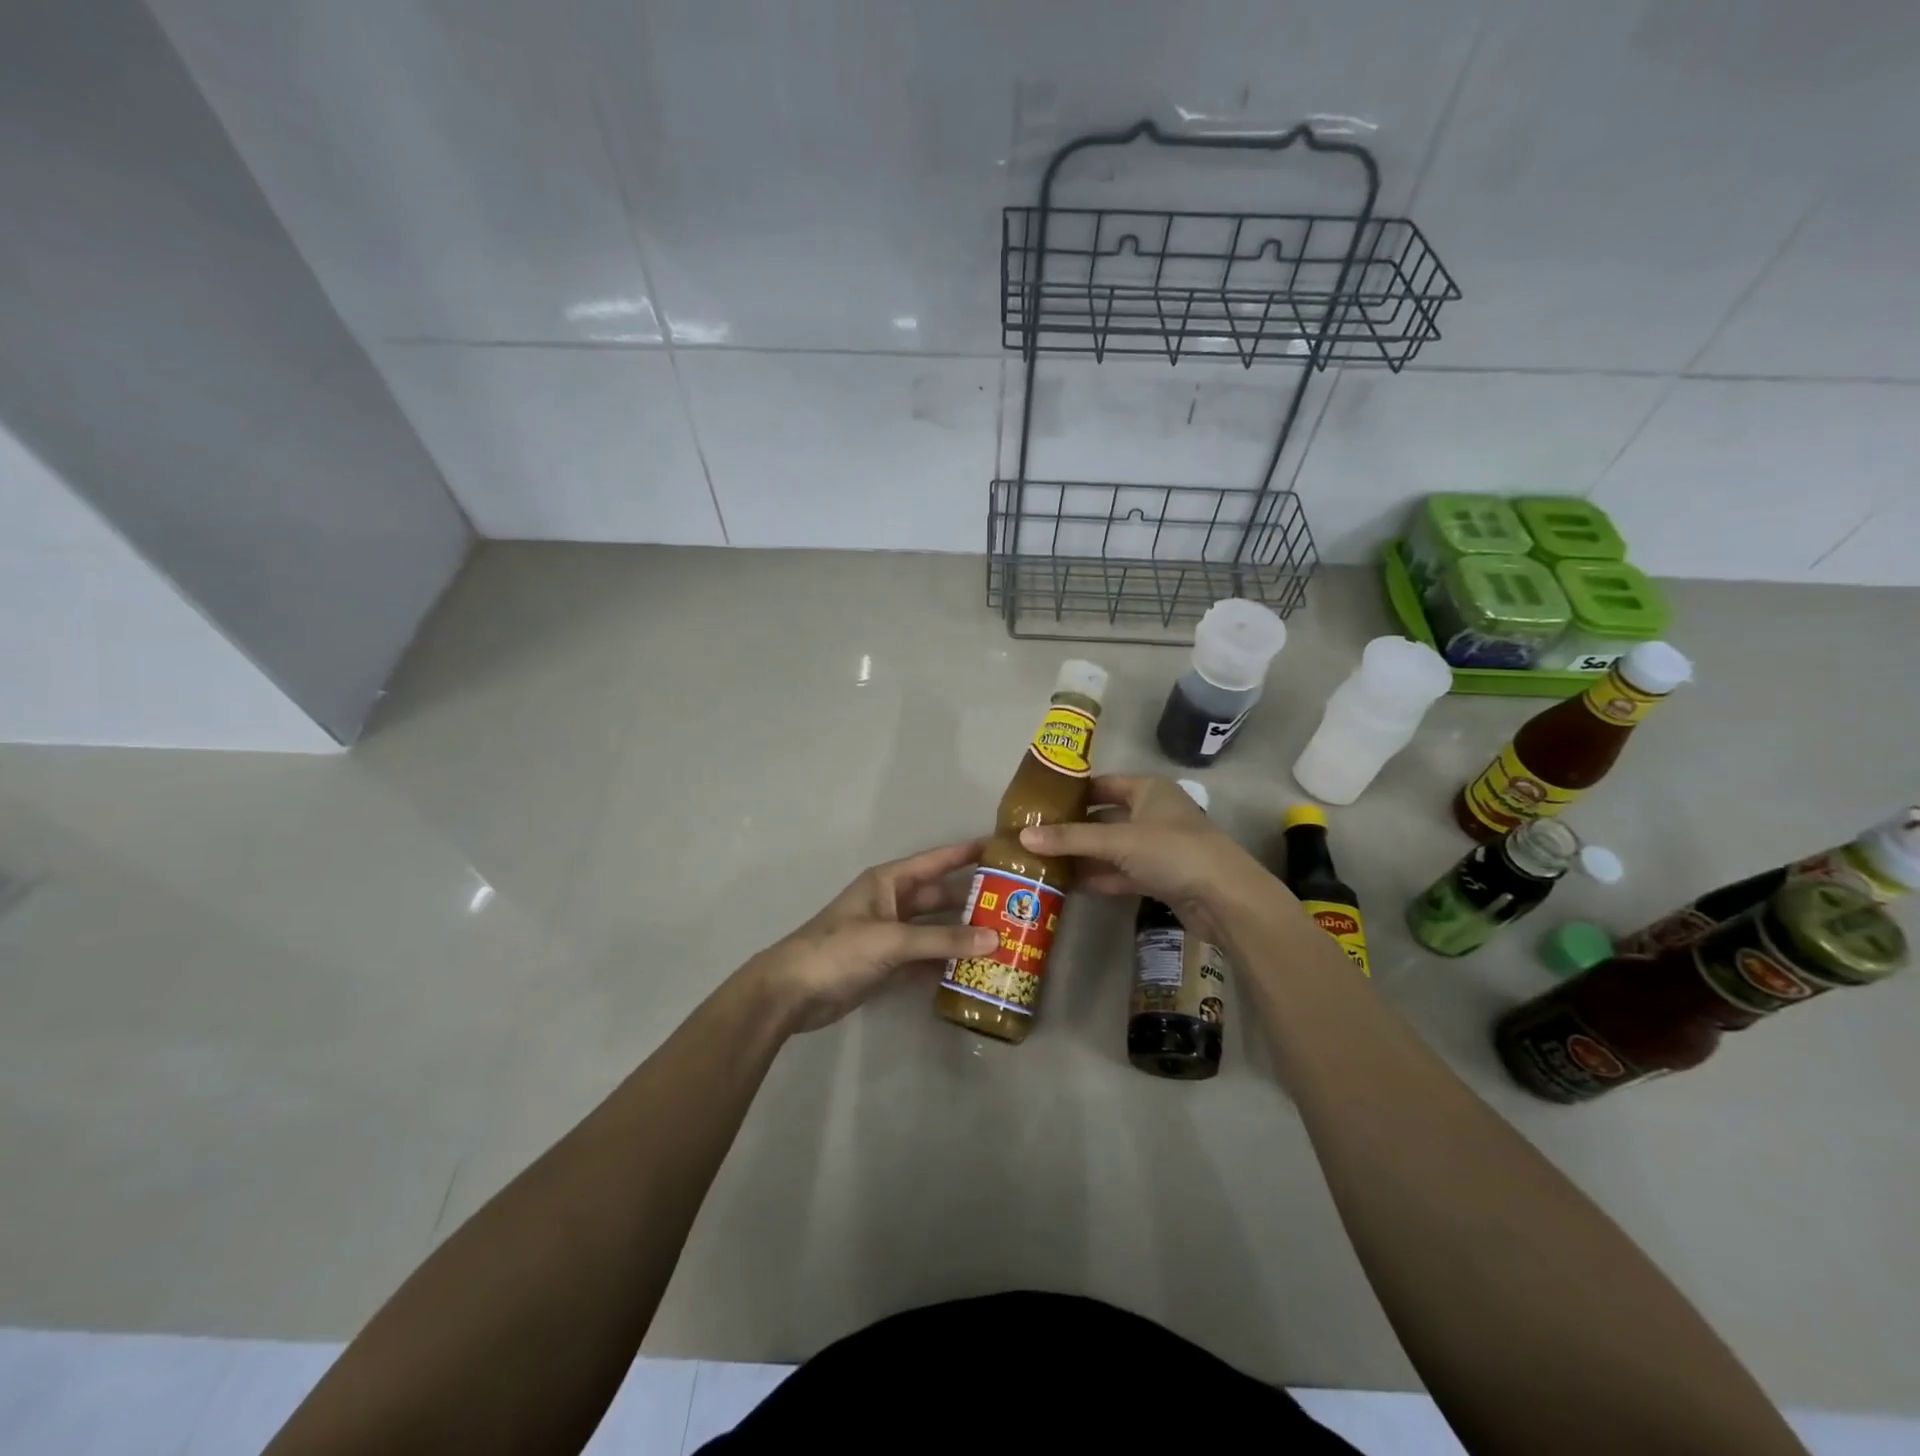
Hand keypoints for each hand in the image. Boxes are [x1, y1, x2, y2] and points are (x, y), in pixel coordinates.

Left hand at [745, 839, 997, 1033]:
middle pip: (939, 897)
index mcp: (889, 882)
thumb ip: (943, 940)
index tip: (1001, 848)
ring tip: (1003, 939)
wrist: (792, 992)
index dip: (966, 853)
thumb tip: (995, 939)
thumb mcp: (892, 940)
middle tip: (1013, 904)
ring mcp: (889, 935)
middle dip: (971, 900)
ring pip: (934, 930)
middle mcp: (891, 903)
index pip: (936, 861)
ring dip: (962, 935)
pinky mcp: (887, 964)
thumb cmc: (839, 950)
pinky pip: (925, 958)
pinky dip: (945, 963)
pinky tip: (973, 970)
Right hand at [1018, 775, 1277, 939]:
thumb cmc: (1172, 851)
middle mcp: (1152, 812)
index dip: (1071, 793)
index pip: (1101, 785)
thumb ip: (1071, 839)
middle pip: (1104, 817)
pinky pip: (1121, 872)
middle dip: (1072, 828)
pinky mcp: (1160, 876)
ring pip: (1111, 847)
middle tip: (1033, 836)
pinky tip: (1069, 884)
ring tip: (1043, 861)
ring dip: (1083, 855)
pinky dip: (1099, 876)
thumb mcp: (1117, 841)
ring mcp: (1157, 846)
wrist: (1225, 898)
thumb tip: (1023, 836)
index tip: (1037, 803)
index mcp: (1147, 790)